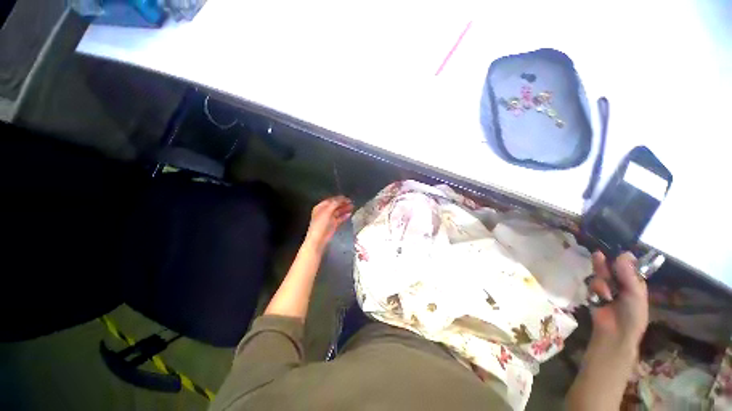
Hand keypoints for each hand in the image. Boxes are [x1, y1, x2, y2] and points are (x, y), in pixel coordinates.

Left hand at [305, 196, 353, 252]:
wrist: (318, 239)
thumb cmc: (321, 224)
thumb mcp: (327, 211)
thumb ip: (334, 204)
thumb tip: (342, 198)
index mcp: (320, 207)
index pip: (331, 200)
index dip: (339, 198)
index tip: (347, 198)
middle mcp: (324, 212)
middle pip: (335, 205)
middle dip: (343, 203)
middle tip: (351, 202)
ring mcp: (329, 218)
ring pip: (338, 212)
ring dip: (345, 209)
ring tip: (352, 206)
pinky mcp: (333, 225)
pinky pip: (339, 218)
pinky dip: (344, 216)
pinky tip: (350, 214)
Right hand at [588, 251, 648, 349]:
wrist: (615, 333)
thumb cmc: (632, 315)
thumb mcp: (635, 294)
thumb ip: (628, 275)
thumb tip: (624, 253)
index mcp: (634, 283)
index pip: (628, 266)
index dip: (623, 260)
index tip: (618, 254)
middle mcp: (620, 283)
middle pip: (611, 268)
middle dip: (605, 264)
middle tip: (598, 255)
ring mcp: (606, 288)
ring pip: (600, 276)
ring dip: (601, 282)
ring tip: (605, 293)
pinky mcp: (593, 293)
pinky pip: (592, 285)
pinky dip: (595, 290)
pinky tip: (600, 298)